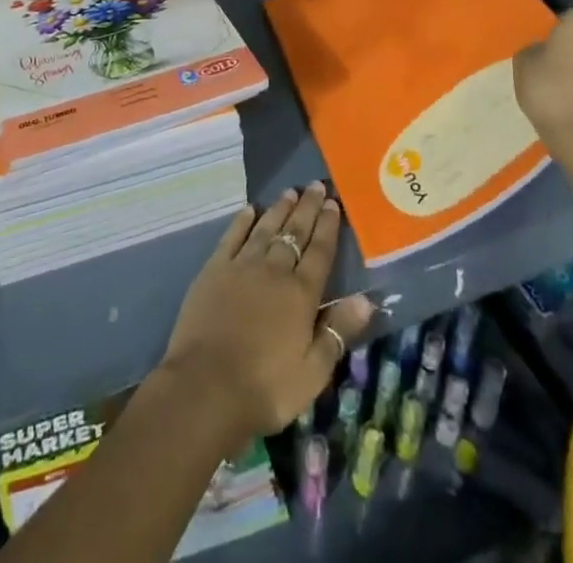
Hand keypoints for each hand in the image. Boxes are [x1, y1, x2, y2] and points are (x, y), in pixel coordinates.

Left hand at [157, 184, 374, 446]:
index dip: (328, 226)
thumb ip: (338, 331)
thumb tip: (367, 299)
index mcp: (301, 294)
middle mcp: (273, 271)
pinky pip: (232, 237)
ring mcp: (242, 266)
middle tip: (317, 185)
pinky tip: (250, 210)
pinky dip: (242, 221)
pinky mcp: (214, 269)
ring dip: (279, 209)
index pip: (320, 252)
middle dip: (308, 208)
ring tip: (290, 191)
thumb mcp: (313, 372)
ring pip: (265, 229)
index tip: (334, 203)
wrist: (206, 386)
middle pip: (294, 232)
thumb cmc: (265, 388)